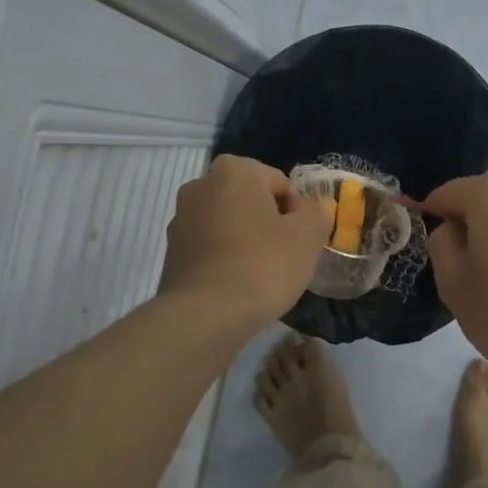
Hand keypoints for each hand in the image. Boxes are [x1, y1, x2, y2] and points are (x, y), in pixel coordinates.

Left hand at [159, 155, 329, 330]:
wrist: (205, 316)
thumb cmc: (262, 265)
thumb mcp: (307, 236)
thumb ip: (316, 213)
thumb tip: (313, 206)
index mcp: (234, 170)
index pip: (280, 183)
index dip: (297, 211)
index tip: (300, 240)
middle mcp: (200, 185)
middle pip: (251, 200)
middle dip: (269, 222)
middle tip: (284, 256)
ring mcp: (181, 219)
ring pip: (229, 223)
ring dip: (246, 239)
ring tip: (260, 274)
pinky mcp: (171, 251)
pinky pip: (210, 246)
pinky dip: (225, 258)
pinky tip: (237, 284)